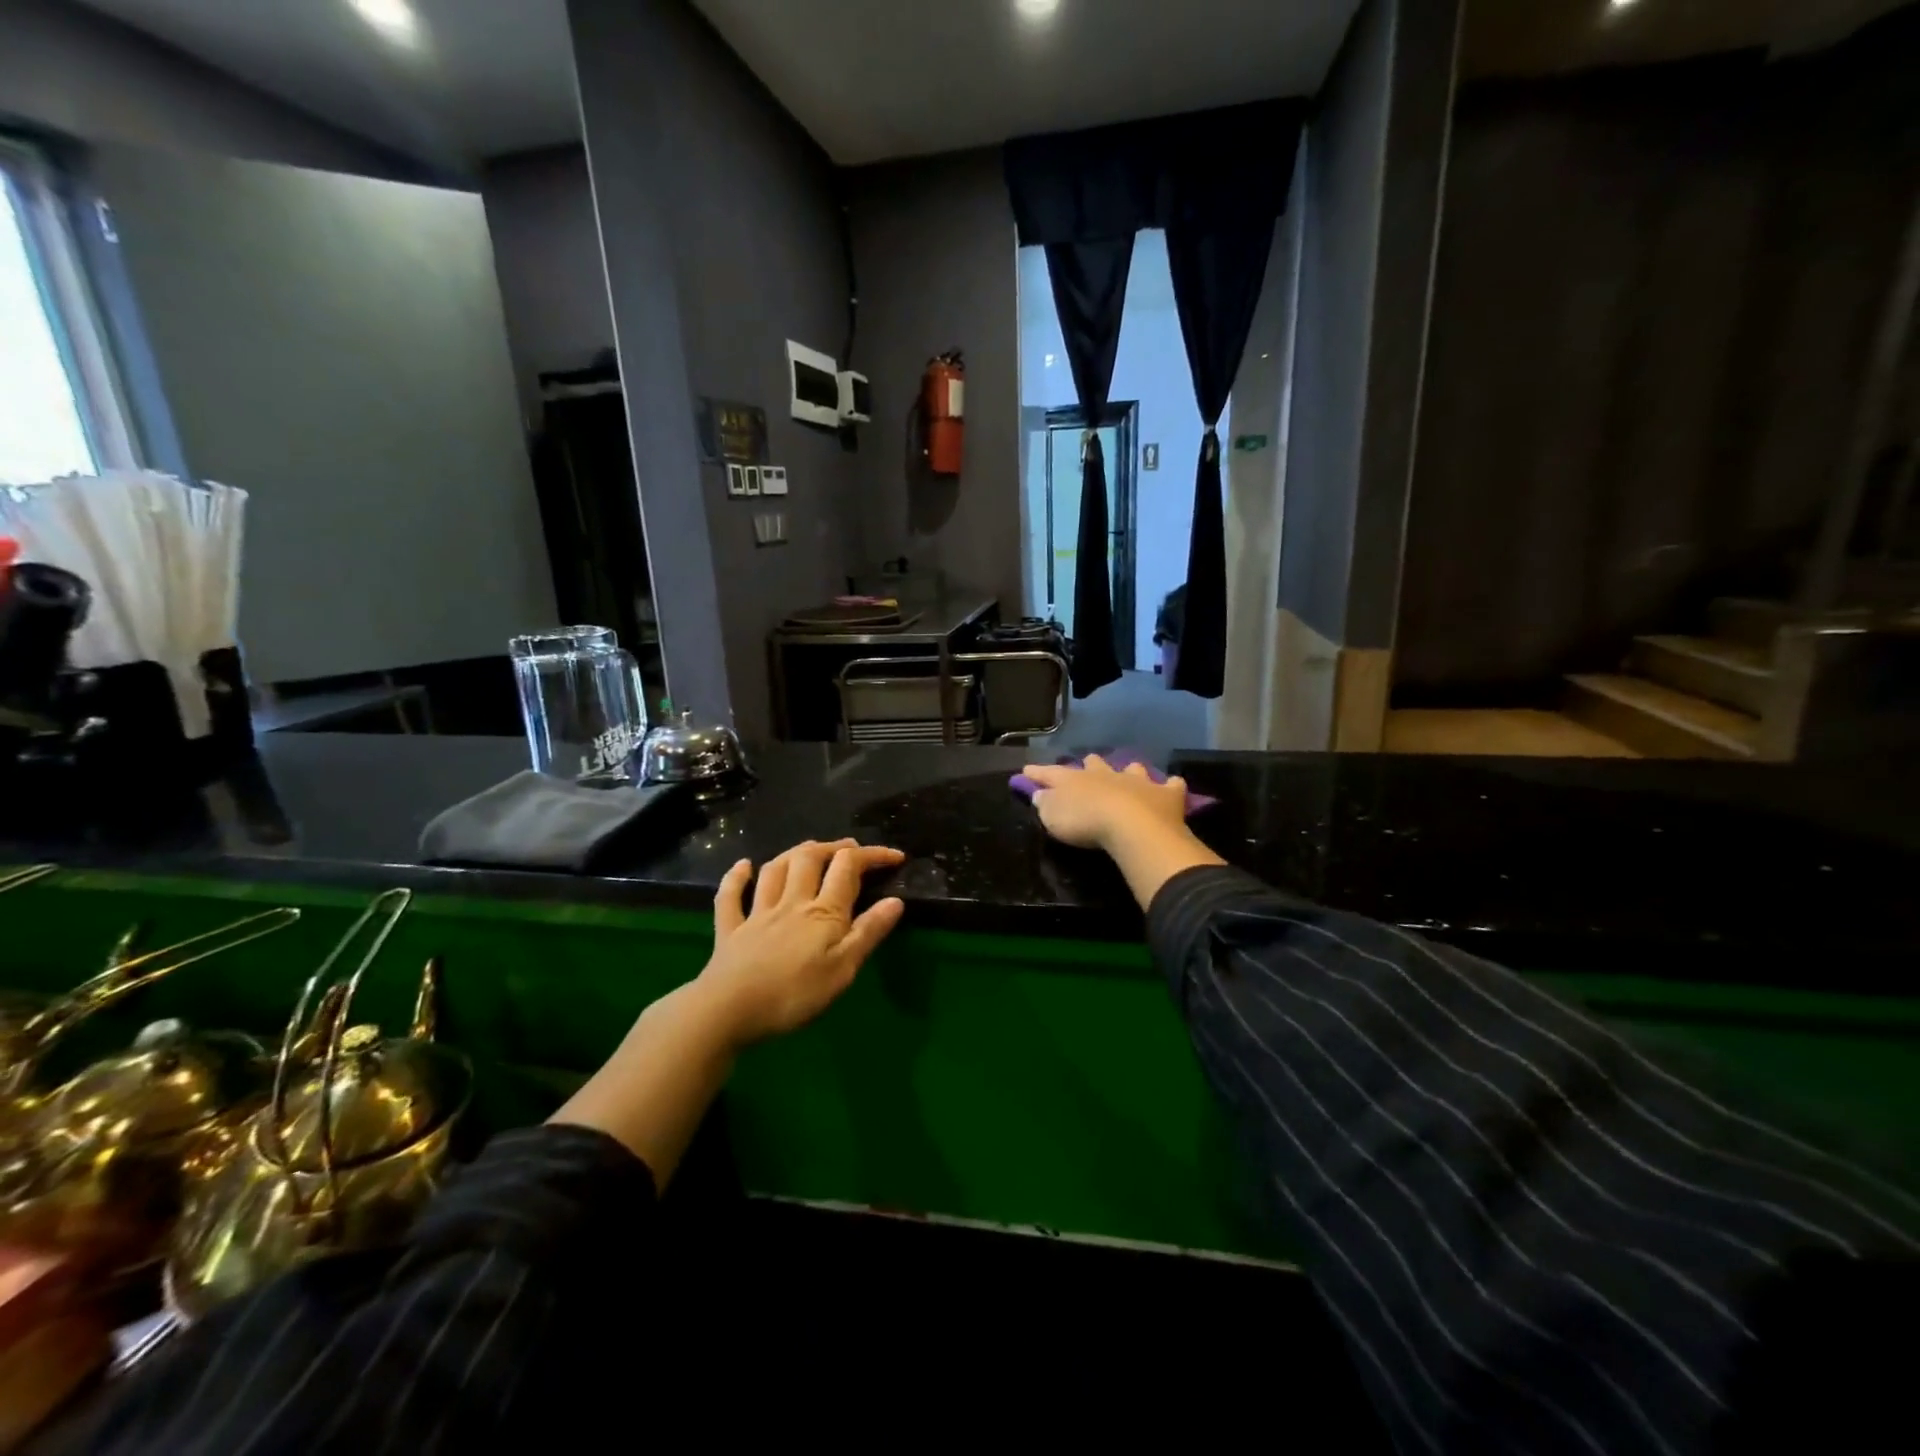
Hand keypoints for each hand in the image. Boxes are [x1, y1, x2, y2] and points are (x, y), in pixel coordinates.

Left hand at [698, 839, 906, 1045]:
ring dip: (794, 854)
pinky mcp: (730, 930)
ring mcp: (757, 913)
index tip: (895, 857)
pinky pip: (730, 896)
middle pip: (810, 858)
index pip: (848, 868)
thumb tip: (896, 901)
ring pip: (775, 870)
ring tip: (809, 850)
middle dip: (833, 847)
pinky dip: (736, 877)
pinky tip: (743, 865)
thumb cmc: (794, 994)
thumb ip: (868, 933)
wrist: (728, 1011)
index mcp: (823, 912)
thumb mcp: (843, 969)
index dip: (872, 855)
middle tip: (850, 849)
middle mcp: (791, 902)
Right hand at [1022, 755, 1191, 850]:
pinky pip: (1171, 785)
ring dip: (1130, 771)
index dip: (1038, 772)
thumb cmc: (1085, 823)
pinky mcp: (1165, 795)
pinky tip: (1173, 785)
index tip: (1027, 770)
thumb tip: (1040, 794)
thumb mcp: (1053, 817)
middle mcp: (1106, 774)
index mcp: (1075, 779)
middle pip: (1094, 763)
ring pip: (1132, 768)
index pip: (1051, 773)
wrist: (1132, 827)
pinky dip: (1171, 786)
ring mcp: (1137, 781)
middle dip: (1089, 764)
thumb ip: (1045, 804)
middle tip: (1087, 766)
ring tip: (1130, 773)